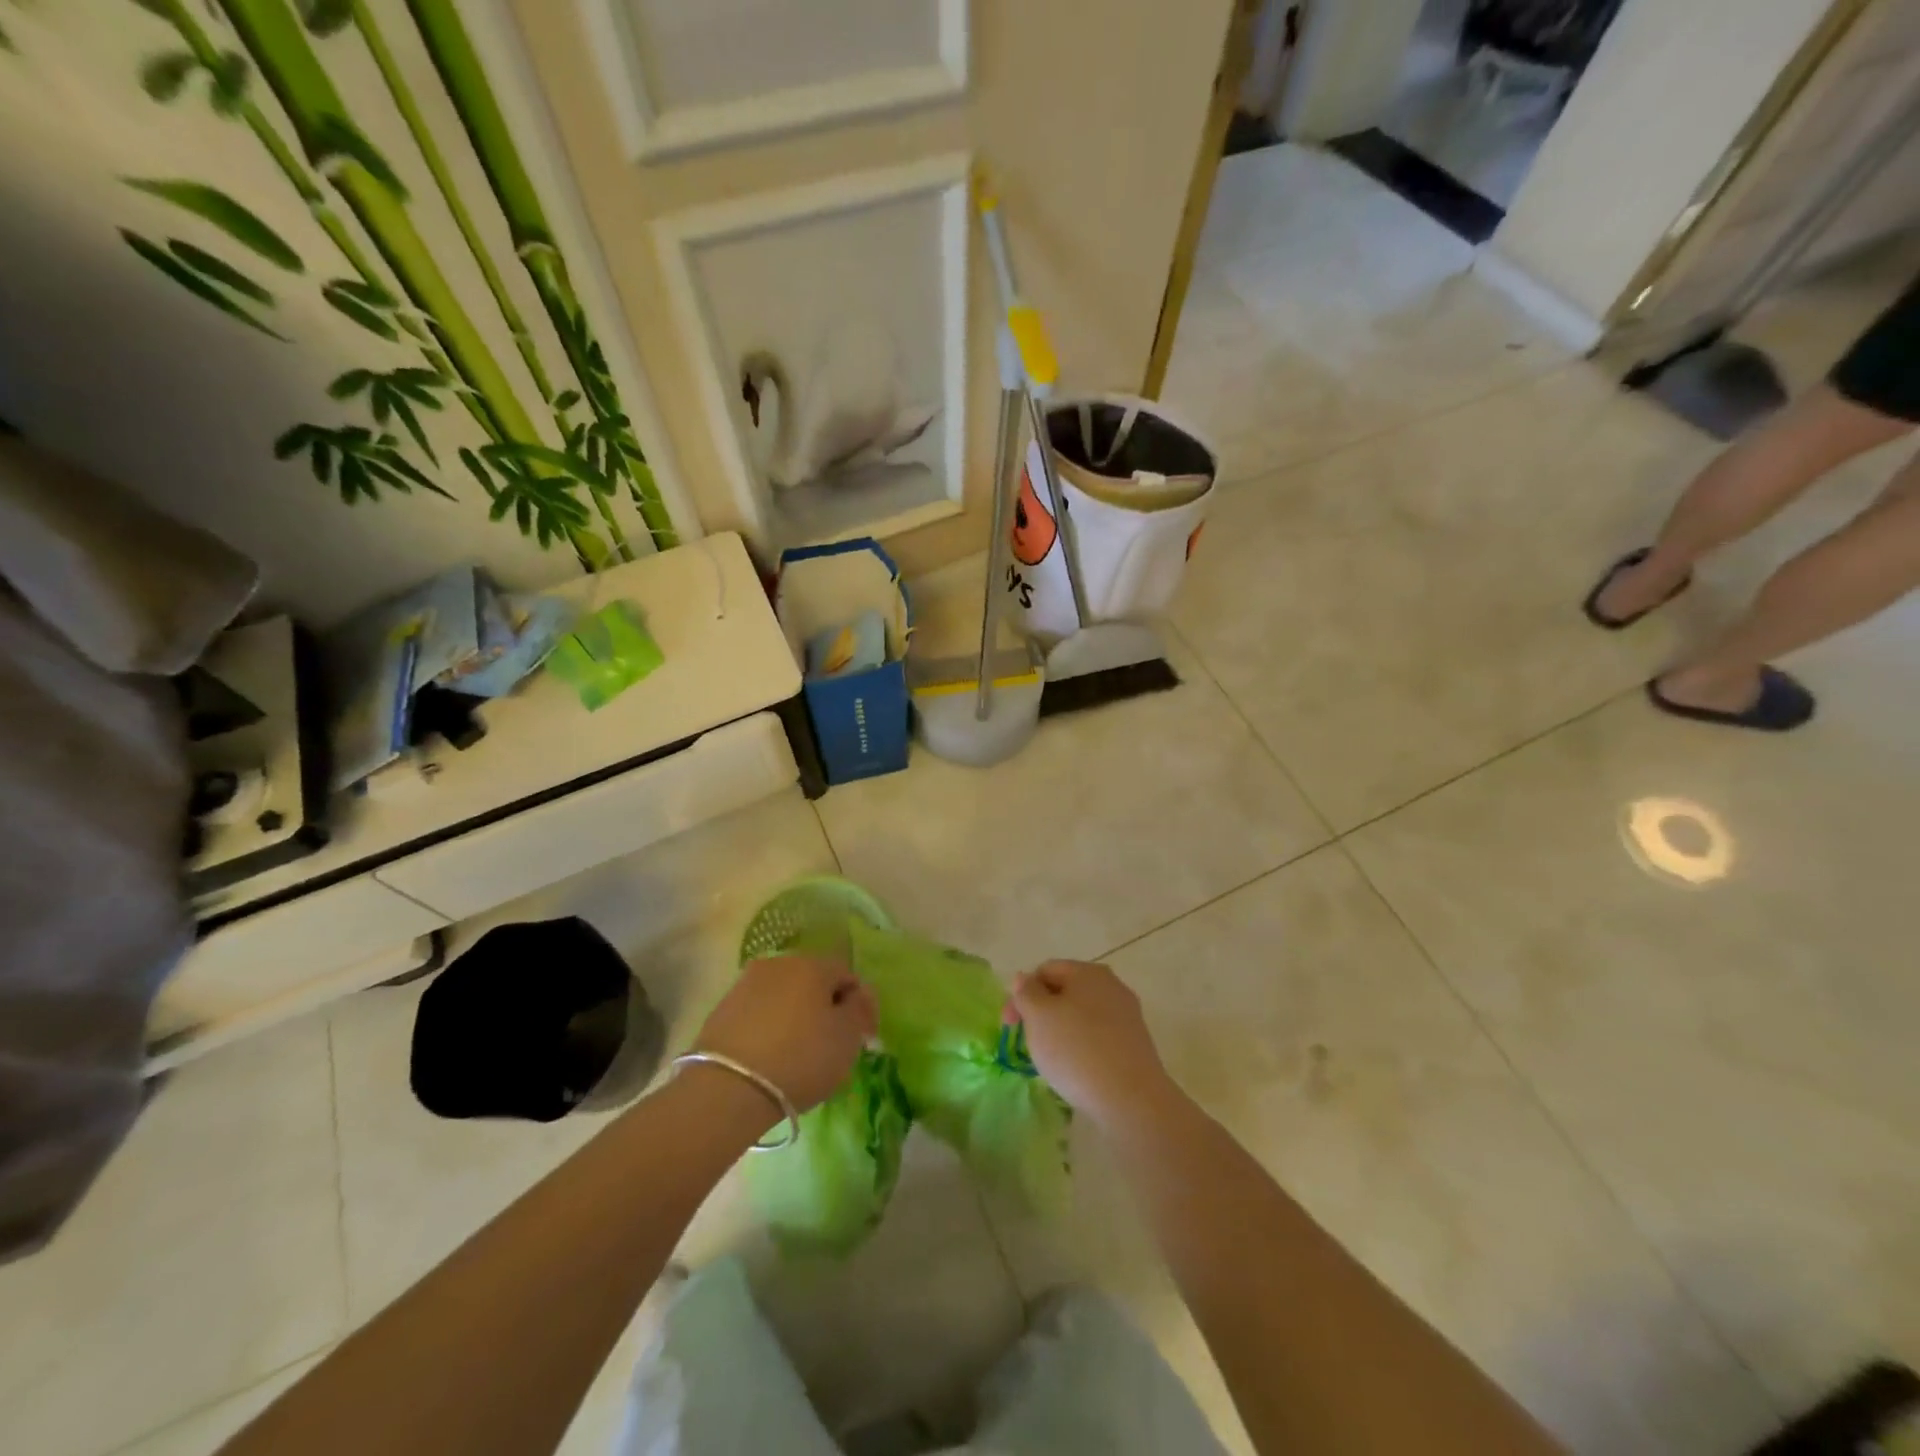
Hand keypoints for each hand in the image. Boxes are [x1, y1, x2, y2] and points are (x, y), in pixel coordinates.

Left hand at [694, 954, 875, 1111]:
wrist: (728, 1088)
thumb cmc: (801, 1058)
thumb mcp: (847, 1038)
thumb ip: (860, 1010)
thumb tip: (858, 995)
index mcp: (813, 964)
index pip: (847, 975)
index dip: (860, 1004)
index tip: (863, 1037)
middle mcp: (779, 963)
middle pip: (813, 982)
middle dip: (825, 1007)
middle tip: (832, 1044)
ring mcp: (746, 984)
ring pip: (784, 996)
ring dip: (796, 1017)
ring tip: (799, 1053)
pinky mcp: (722, 1009)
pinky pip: (758, 1014)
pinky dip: (770, 1029)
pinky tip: (771, 1057)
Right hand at [1007, 960, 1176, 1128]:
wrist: (1130, 1099)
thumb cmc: (1076, 1050)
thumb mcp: (1038, 1017)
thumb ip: (1026, 992)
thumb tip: (1024, 979)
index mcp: (1087, 971)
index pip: (1045, 970)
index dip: (1021, 993)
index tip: (1009, 1026)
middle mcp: (1111, 985)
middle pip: (1065, 991)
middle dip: (1041, 1012)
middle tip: (1028, 1042)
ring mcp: (1127, 1014)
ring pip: (1081, 1015)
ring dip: (1061, 1030)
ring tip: (1051, 1059)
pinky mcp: (1135, 1043)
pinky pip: (1098, 1036)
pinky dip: (1082, 1046)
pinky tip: (1077, 1069)